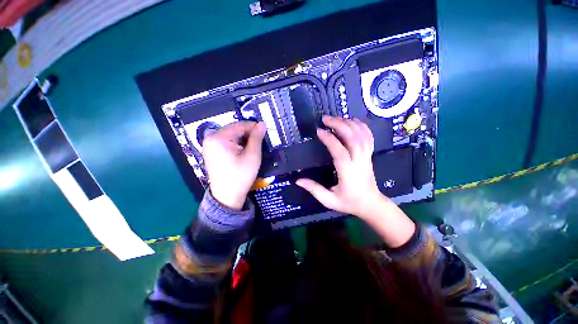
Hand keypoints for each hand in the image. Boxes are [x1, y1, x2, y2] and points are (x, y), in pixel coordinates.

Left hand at [202, 121, 265, 209]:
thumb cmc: (241, 176)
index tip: (265, 131)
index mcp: (219, 138)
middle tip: (260, 141)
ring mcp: (209, 145)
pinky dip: (237, 144)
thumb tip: (262, 124)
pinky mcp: (211, 152)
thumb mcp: (252, 156)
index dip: (254, 127)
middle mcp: (211, 138)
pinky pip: (226, 142)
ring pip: (231, 136)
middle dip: (248, 134)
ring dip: (243, 140)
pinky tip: (244, 151)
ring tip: (254, 147)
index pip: (239, 125)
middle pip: (234, 130)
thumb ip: (256, 138)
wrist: (227, 197)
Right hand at [296, 116, 383, 217]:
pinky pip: (369, 137)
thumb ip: (314, 189)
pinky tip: (353, 121)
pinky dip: (362, 126)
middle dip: (339, 125)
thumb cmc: (349, 202)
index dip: (329, 139)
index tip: (319, 131)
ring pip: (362, 135)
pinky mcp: (370, 155)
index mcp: (348, 172)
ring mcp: (367, 157)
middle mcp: (359, 161)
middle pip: (353, 138)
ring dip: (349, 123)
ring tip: (336, 118)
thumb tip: (298, 180)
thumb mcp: (329, 200)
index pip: (339, 151)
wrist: (371, 204)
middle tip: (325, 119)